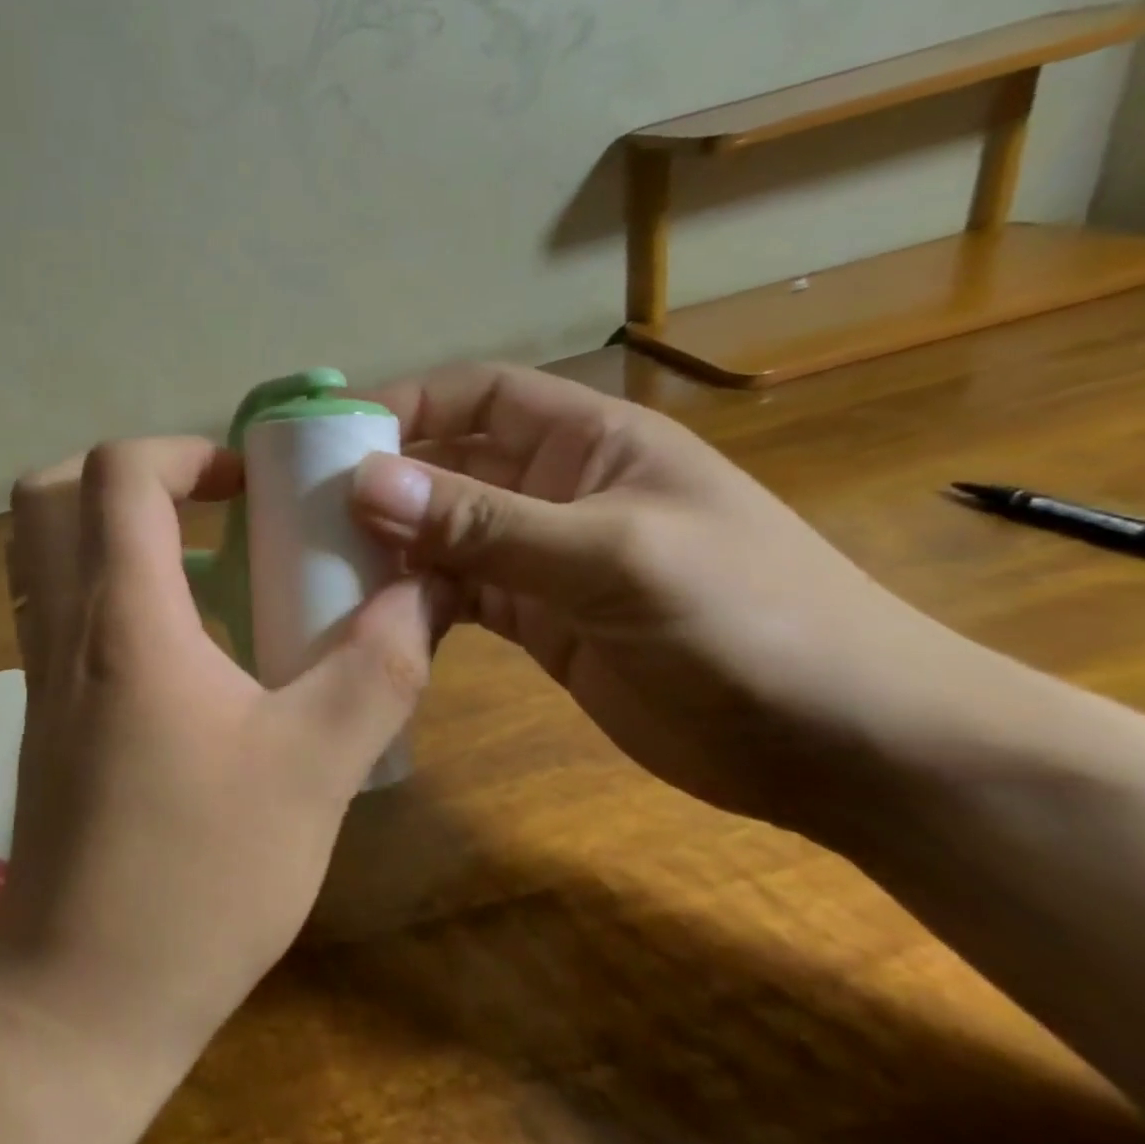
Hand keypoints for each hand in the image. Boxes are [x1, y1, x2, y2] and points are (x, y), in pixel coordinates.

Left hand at [0, 436, 433, 1065]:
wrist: (84, 999)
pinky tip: (177, 641)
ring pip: (43, 546)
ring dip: (112, 524)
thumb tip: (423, 595)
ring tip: (199, 562)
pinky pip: (54, 604)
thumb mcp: (315, 768)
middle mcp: (64, 625)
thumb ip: (377, 669)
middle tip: (209, 506)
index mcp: (124, 617)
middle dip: (133, 474)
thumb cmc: (198, 878)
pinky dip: (104, 582)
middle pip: (52, 491)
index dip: (187, 452)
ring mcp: (39, 670)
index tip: (251, 489)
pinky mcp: (41, 712)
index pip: (121, 472)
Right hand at [350, 363, 965, 834]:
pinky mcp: (535, 620)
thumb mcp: (610, 556)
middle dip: (383, 480)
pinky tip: (370, 613)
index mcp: (587, 440)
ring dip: (389, 544)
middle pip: (449, 465)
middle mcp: (555, 489)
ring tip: (320, 563)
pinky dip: (414, 597)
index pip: (477, 395)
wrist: (843, 748)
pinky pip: (456, 593)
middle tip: (302, 511)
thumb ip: (484, 522)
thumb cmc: (748, 619)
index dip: (406, 405)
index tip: (331, 439)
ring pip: (443, 534)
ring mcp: (542, 558)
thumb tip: (366, 484)